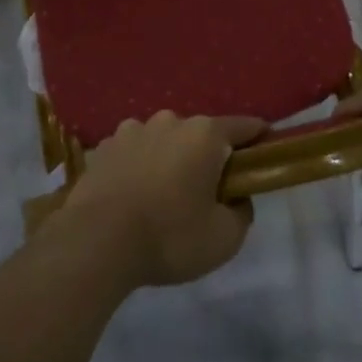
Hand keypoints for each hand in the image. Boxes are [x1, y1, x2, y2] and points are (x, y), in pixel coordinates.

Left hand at [60, 112, 266, 287]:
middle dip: (207, 157)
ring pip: (164, 141)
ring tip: (163, 197)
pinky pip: (134, 152)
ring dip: (170, 160)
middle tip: (206, 193)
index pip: (243, 126)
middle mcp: (170, 121)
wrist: (96, 240)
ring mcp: (133, 129)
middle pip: (200, 135)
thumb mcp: (224, 239)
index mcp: (204, 134)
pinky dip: (139, 167)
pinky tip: (133, 197)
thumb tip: (236, 197)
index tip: (264, 152)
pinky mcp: (105, 146)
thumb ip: (241, 212)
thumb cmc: (169, 236)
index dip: (258, 138)